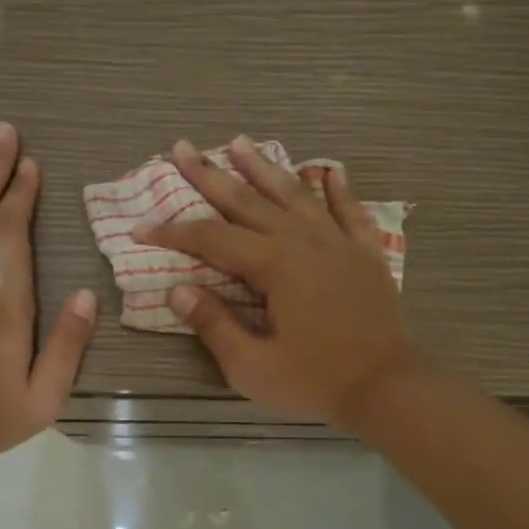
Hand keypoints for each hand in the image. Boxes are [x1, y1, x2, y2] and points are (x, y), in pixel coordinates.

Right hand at [135, 135, 421, 427]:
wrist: (388, 387)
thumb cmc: (316, 381)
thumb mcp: (252, 367)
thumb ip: (214, 325)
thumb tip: (177, 291)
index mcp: (274, 266)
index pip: (212, 239)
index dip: (173, 232)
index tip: (141, 226)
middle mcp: (304, 242)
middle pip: (249, 202)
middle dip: (210, 176)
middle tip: (182, 148)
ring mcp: (339, 243)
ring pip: (295, 195)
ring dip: (264, 168)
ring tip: (240, 142)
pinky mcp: (366, 254)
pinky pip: (349, 212)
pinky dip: (338, 190)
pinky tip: (330, 170)